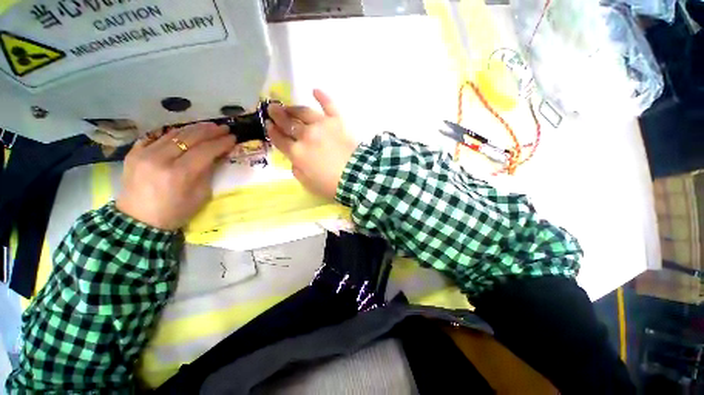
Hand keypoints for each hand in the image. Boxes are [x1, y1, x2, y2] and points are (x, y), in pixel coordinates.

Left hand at [116, 123, 235, 229]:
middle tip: (222, 128)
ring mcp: (145, 153)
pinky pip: (155, 137)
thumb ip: (206, 176)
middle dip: (209, 131)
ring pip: (173, 133)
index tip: (232, 137)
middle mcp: (161, 159)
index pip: (204, 151)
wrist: (137, 223)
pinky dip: (169, 136)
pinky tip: (178, 136)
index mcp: (177, 176)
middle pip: (190, 136)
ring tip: (204, 128)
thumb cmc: (169, 216)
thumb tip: (215, 156)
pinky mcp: (134, 152)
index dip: (220, 143)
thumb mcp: (195, 202)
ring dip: (191, 130)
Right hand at [267, 89, 358, 198]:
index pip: (279, 139)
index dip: (272, 131)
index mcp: (297, 153)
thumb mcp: (307, 183)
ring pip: (304, 112)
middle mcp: (306, 136)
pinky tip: (315, 90)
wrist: (356, 176)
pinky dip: (322, 97)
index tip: (267, 124)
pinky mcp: (337, 120)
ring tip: (287, 106)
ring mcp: (321, 125)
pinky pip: (329, 105)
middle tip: (272, 108)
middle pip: (288, 123)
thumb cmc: (330, 184)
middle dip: (277, 115)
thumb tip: (295, 159)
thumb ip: (297, 169)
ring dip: (293, 108)